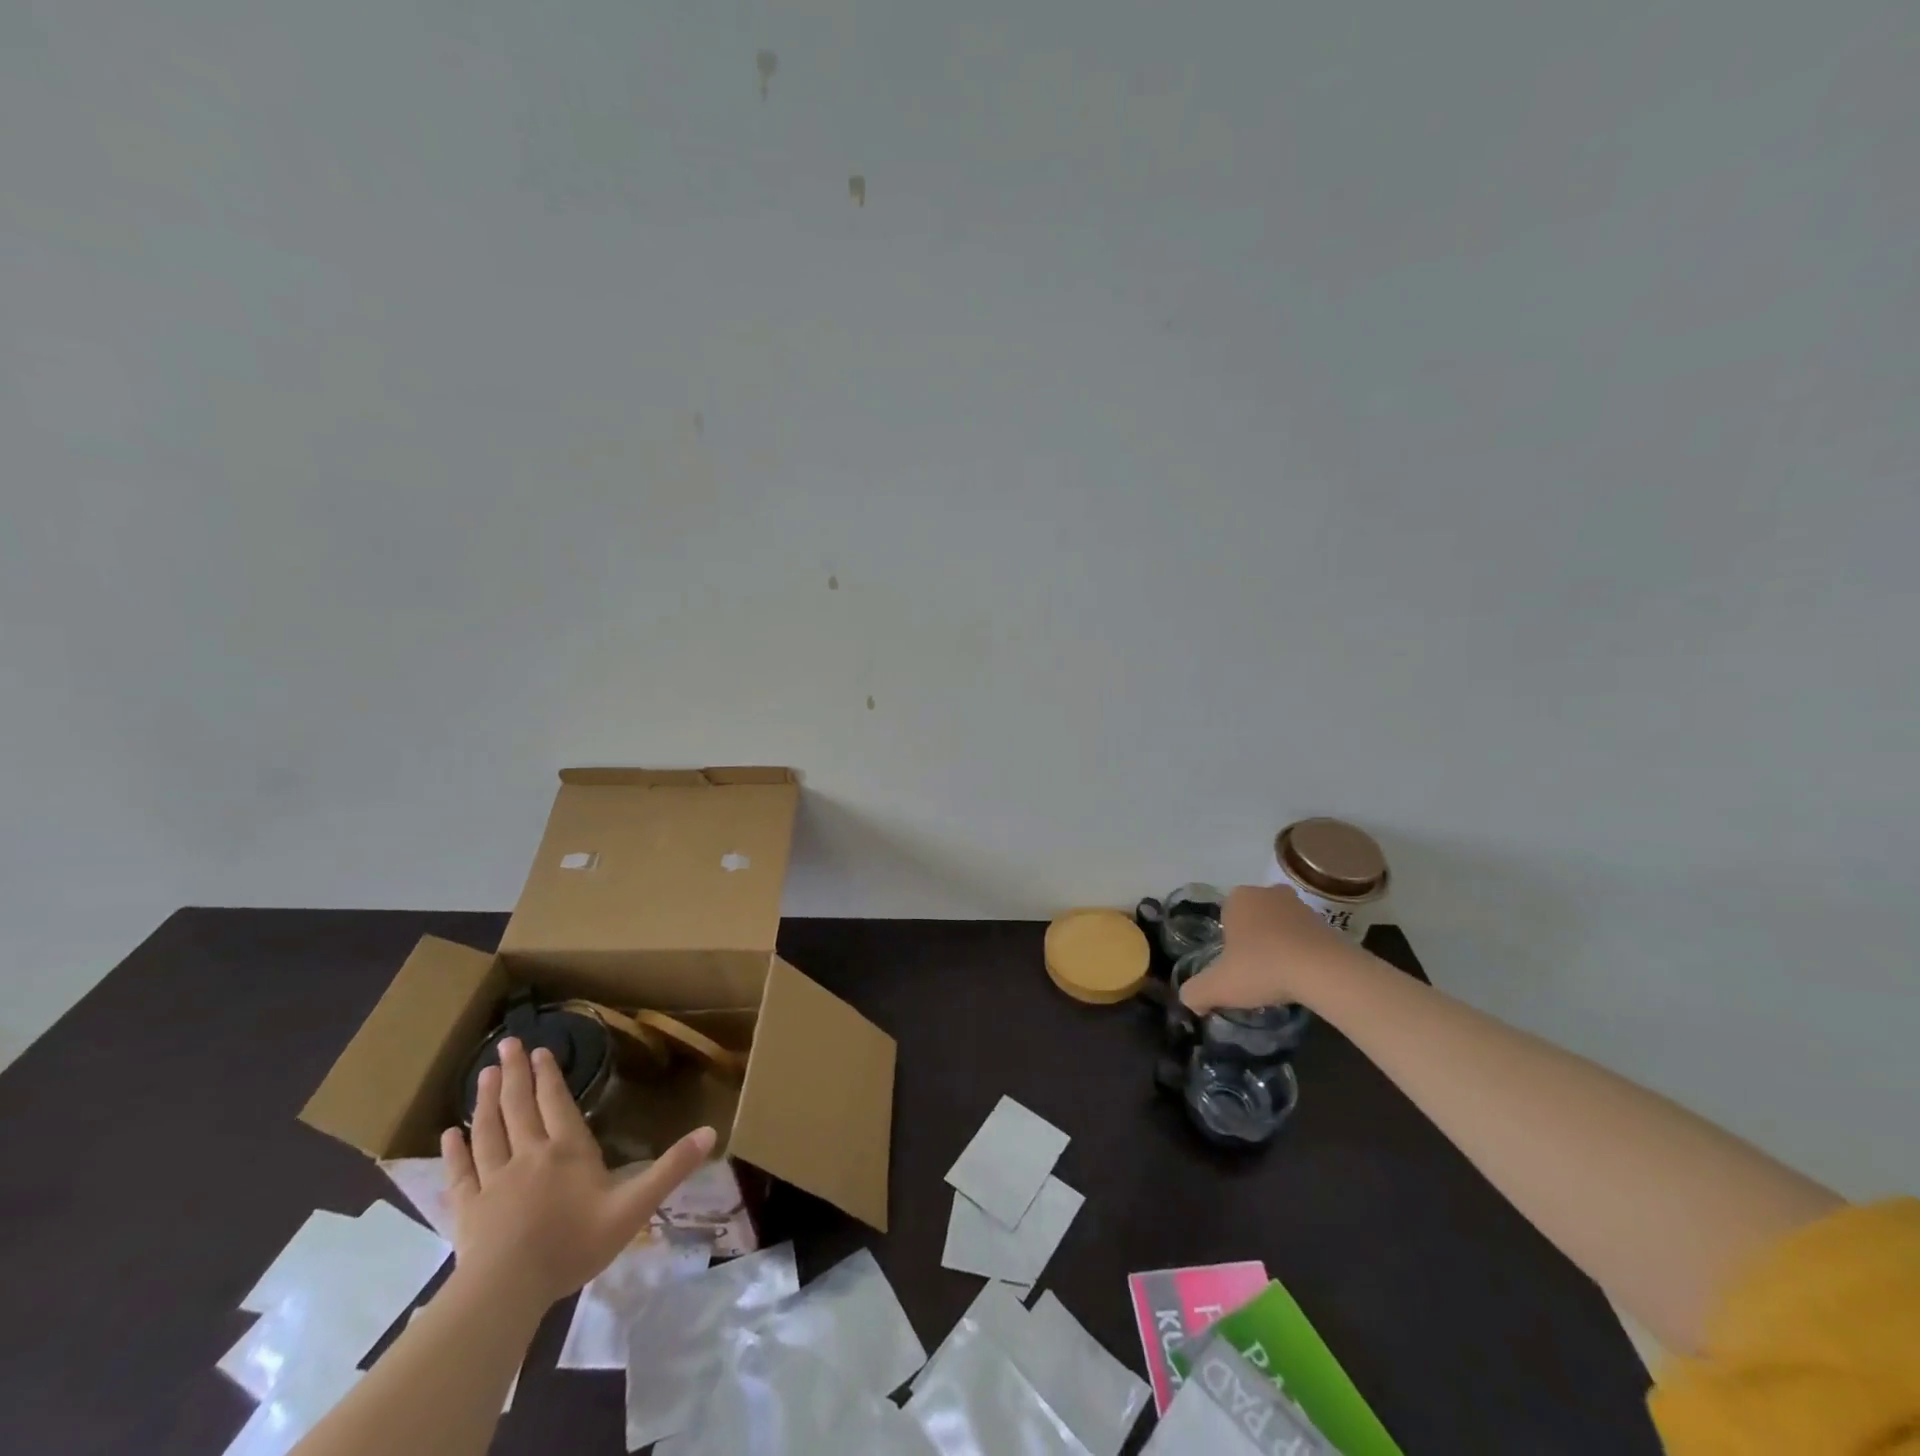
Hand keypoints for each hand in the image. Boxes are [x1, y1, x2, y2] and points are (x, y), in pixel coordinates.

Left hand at [441, 1037, 715, 1311]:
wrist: (508, 1290)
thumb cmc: (574, 1244)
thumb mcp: (634, 1207)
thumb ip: (671, 1169)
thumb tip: (711, 1131)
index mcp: (567, 1150)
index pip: (556, 1103)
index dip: (549, 1076)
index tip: (542, 1050)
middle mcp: (529, 1154)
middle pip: (519, 1106)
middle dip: (516, 1073)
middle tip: (507, 1044)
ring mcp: (493, 1181)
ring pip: (488, 1130)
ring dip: (486, 1100)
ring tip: (484, 1073)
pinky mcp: (467, 1209)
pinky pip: (460, 1172)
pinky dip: (454, 1151)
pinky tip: (448, 1135)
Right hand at [1177, 884, 1357, 1014]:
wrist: (1324, 971)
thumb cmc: (1262, 968)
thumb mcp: (1218, 986)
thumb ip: (1195, 992)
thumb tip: (1189, 1001)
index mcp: (1238, 898)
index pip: (1225, 919)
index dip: (1228, 946)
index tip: (1235, 969)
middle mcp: (1267, 893)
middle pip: (1253, 921)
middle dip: (1253, 943)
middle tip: (1255, 973)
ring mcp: (1300, 905)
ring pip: (1279, 928)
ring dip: (1278, 947)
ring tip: (1280, 979)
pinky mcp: (1327, 922)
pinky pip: (1305, 938)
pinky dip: (1302, 953)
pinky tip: (1302, 977)